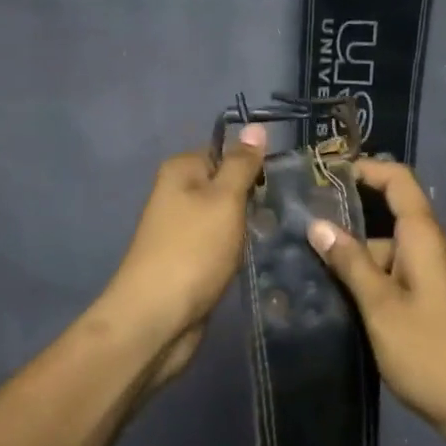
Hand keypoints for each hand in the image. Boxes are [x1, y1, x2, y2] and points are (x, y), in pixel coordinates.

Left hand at [96, 125, 268, 387]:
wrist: (157, 318)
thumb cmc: (193, 250)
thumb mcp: (224, 199)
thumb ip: (241, 164)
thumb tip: (255, 127)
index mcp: (181, 170)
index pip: (225, 150)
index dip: (254, 162)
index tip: (284, 177)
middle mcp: (178, 193)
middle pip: (227, 183)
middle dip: (255, 196)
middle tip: (287, 208)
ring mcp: (182, 228)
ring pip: (227, 216)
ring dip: (250, 225)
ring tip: (282, 231)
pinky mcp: (190, 259)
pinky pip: (222, 243)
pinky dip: (238, 249)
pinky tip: (259, 255)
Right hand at [306, 161, 445, 445]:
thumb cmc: (431, 353)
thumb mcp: (380, 307)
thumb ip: (350, 263)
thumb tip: (318, 224)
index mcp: (427, 238)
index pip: (399, 181)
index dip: (366, 170)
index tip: (327, 176)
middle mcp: (440, 247)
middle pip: (392, 220)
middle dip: (352, 230)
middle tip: (307, 243)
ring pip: (397, 253)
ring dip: (364, 263)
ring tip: (320, 282)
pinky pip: (408, 275)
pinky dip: (381, 281)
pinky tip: (354, 305)